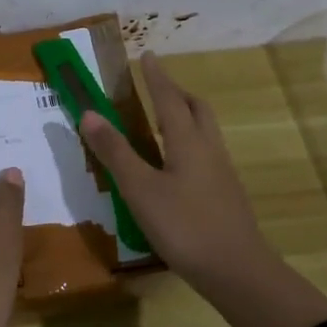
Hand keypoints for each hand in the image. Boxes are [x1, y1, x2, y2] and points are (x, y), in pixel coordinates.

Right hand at [79, 52, 273, 288]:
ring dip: (185, 117)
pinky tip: (175, 165)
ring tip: (162, 122)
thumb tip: (89, 113)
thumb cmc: (184, 226)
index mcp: (188, 141)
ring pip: (205, 131)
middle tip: (156, 87)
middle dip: (176, 93)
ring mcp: (222, 173)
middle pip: (197, 109)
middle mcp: (209, 149)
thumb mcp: (140, 189)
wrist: (237, 271)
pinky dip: (189, 143)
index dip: (156, 77)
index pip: (169, 98)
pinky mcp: (226, 194)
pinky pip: (206, 153)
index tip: (148, 55)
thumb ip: (115, 152)